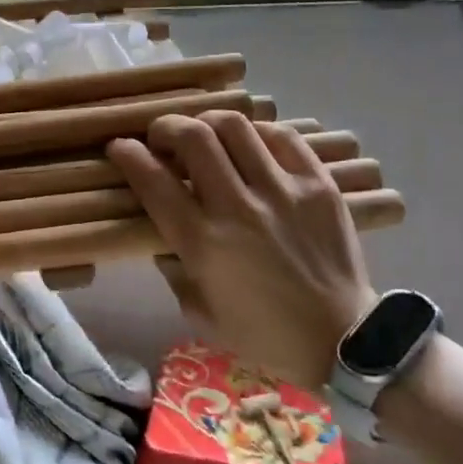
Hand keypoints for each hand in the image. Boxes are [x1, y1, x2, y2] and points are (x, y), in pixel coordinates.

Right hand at [107, 111, 376, 384]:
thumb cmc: (262, 333)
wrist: (342, 340)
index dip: (128, 154)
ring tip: (205, 135)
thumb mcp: (199, 312)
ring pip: (236, 126)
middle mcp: (238, 207)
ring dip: (208, 123)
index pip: (154, 181)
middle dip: (167, 126)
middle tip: (162, 137)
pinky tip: (250, 145)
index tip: (120, 147)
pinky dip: (257, 133)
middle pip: (194, 137)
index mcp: (203, 243)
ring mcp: (282, 191)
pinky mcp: (318, 185)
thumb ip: (174, 267)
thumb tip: (164, 232)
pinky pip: (282, 137)